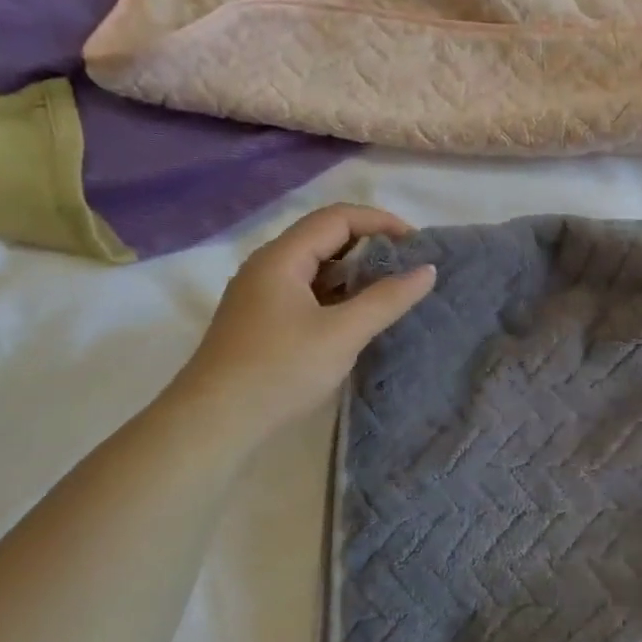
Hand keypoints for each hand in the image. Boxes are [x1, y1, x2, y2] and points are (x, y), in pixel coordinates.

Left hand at [170, 204, 435, 436]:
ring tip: (390, 290)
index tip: (418, 243)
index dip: (380, 222)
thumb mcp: (342, 334)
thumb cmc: (280, 370)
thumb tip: (428, 270)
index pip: (337, 218)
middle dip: (369, 245)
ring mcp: (260, 296)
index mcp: (281, 258)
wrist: (214, 423)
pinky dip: (337, 294)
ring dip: (354, 272)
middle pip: (324, 238)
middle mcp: (267, 267)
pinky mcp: (261, 323)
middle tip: (408, 266)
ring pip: (314, 267)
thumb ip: (387, 299)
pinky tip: (356, 316)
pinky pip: (306, 293)